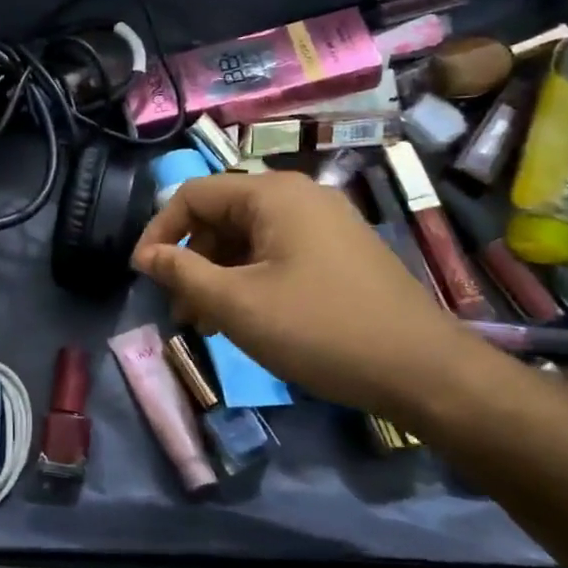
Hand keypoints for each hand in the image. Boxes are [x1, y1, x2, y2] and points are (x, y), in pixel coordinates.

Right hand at [132, 170, 488, 420]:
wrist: (424, 372)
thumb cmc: (319, 329)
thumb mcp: (236, 303)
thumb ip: (182, 273)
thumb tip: (146, 256)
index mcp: (273, 195)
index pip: (193, 194)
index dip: (159, 231)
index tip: (143, 275)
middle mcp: (299, 196)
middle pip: (220, 215)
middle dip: (191, 260)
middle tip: (181, 310)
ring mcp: (324, 223)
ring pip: (247, 238)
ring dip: (218, 275)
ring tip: (209, 323)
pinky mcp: (339, 252)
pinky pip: (276, 253)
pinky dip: (249, 279)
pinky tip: (246, 318)